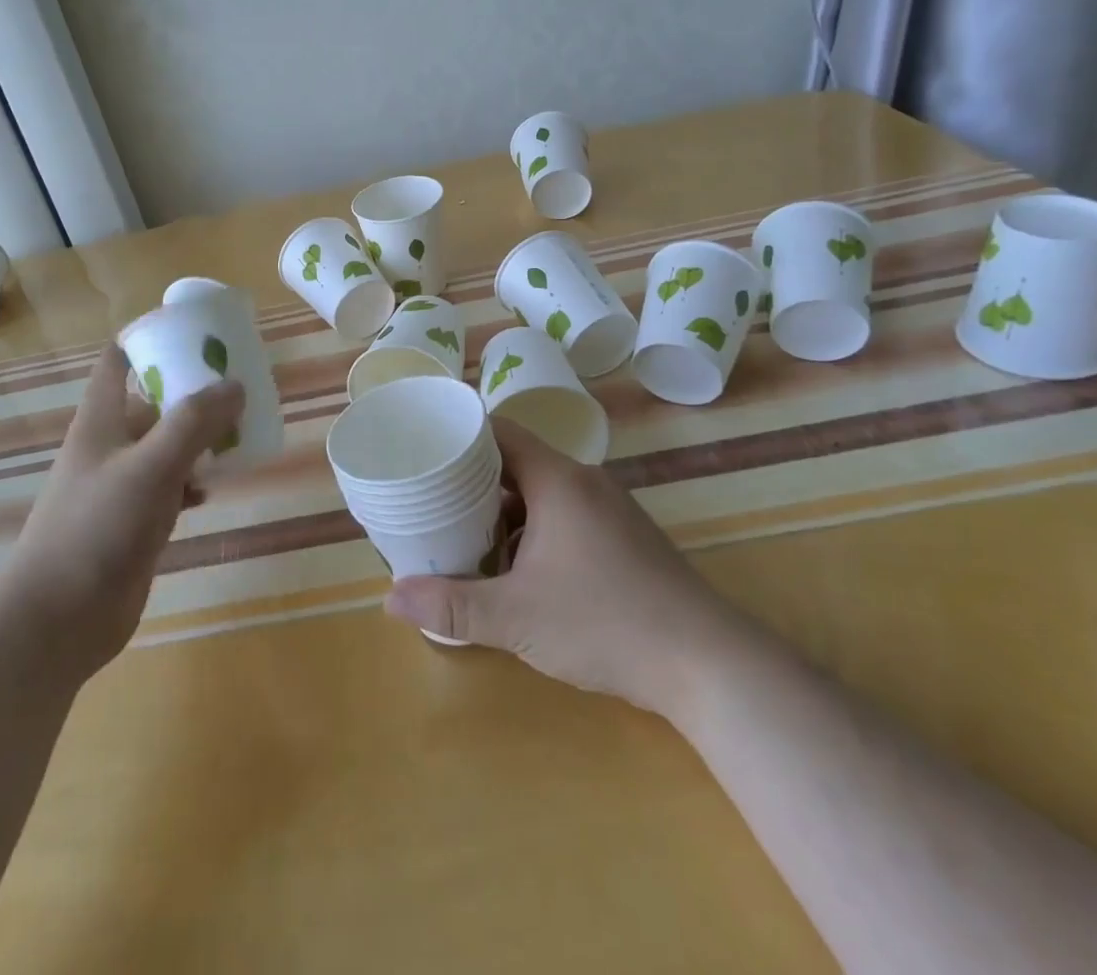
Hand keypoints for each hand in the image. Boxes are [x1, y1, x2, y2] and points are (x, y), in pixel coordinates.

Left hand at [0, 343, 242, 681]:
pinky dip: (194, 481)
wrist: (57, 621)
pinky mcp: (135, 522)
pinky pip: (171, 486)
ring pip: (166, 445)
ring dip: (200, 437)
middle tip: (238, 385)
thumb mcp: (150, 467)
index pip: (118, 360)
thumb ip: (193, 423)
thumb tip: (235, 385)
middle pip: (152, 401)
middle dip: (192, 391)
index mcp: (101, 420)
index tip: (194, 332)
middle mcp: (110, 445)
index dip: (149, 338)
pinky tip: (214, 489)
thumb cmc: (96, 529)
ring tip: (240, 432)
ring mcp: (121, 485)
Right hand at [384, 419, 745, 720]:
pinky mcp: (625, 539)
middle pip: (517, 461)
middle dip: (474, 480)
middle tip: (433, 500)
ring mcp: (610, 510)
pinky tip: (519, 569)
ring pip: (543, 493)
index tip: (426, 450)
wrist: (707, 664)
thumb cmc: (604, 623)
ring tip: (466, 535)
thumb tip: (389, 599)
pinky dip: (534, 530)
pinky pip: (566, 515)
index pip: (499, 431)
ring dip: (504, 510)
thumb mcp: (516, 617)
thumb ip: (451, 605)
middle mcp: (584, 483)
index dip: (461, 435)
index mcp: (558, 480)